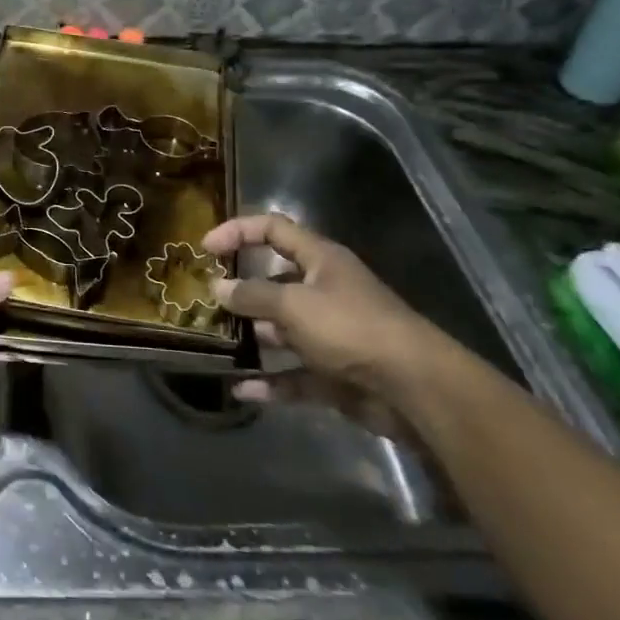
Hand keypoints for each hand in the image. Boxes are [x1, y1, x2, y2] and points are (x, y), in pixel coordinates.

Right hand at [201, 212, 452, 420]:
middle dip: (240, 292)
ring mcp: (330, 334)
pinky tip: (241, 389)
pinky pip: (293, 374)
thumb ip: (252, 295)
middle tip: (204, 303)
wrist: (414, 389)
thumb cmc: (350, 328)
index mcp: (320, 260)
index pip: (273, 229)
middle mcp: (324, 291)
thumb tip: (217, 287)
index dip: (238, 231)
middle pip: (274, 283)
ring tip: (214, 344)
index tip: (205, 248)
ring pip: (281, 330)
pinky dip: (269, 382)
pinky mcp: (334, 373)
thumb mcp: (294, 304)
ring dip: (251, 338)